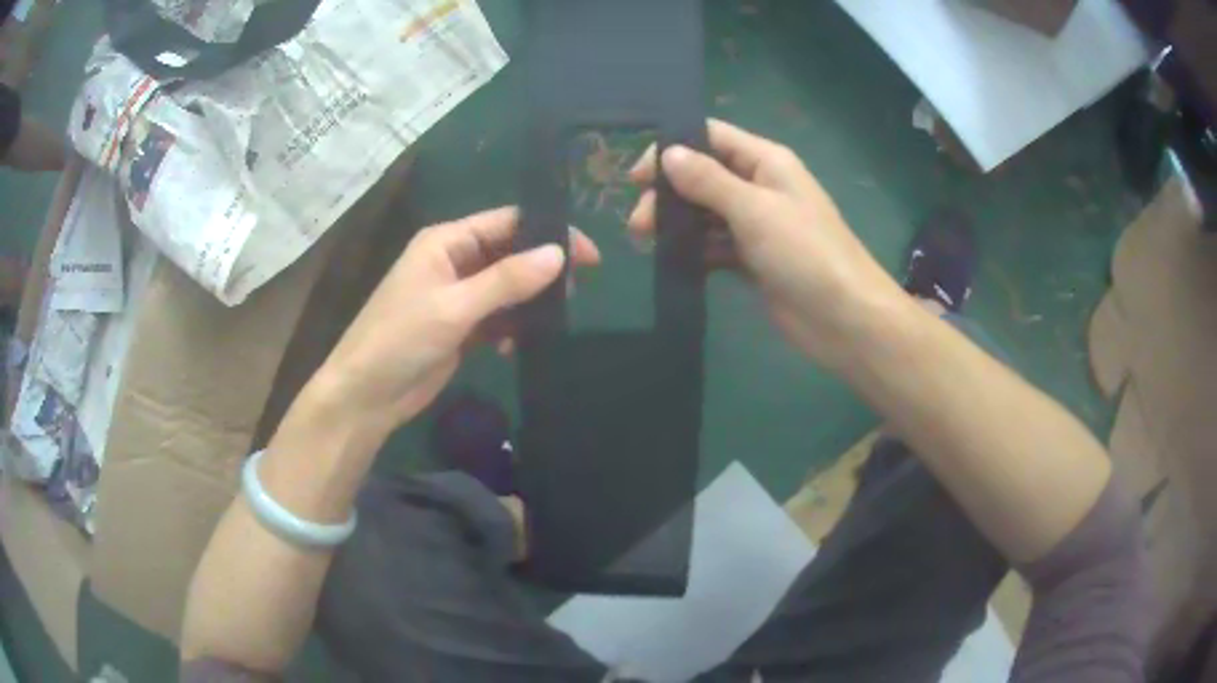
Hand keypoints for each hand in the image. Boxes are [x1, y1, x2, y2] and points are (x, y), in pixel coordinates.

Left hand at [310, 207, 600, 434]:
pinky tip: (517, 345)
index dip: (548, 232)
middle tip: (577, 290)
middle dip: (542, 269)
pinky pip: (496, 316)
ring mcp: (456, 295)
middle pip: (509, 253)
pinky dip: (511, 326)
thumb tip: (559, 254)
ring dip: (529, 300)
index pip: (507, 222)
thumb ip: (506, 280)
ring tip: (555, 318)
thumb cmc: (400, 339)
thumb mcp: (454, 306)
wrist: (367, 396)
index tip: (588, 255)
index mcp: (446, 242)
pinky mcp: (460, 327)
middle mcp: (453, 261)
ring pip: (506, 287)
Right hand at [627, 119, 906, 369]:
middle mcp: (759, 186)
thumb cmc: (805, 253)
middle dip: (669, 193)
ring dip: (677, 223)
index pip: (711, 138)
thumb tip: (668, 153)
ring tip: (646, 243)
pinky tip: (672, 261)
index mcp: (766, 161)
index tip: (637, 177)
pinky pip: (715, 245)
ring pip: (706, 212)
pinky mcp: (752, 259)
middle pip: (703, 176)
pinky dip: (694, 250)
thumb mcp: (755, 209)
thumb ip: (709, 181)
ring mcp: (756, 225)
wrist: (844, 319)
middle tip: (639, 223)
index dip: (672, 148)